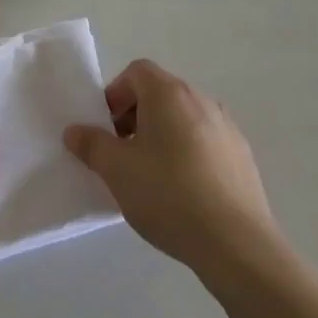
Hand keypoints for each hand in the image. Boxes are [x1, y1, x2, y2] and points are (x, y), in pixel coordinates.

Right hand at [63, 59, 274, 276]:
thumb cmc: (168, 195)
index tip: (107, 128)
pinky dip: (188, 153)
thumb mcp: (116, 171)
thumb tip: (74, 131)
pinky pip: (205, 141)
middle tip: (123, 152)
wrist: (237, 245)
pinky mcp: (243, 156)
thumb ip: (92, 145)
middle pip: (160, 93)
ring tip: (152, 175)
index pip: (136, 72)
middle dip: (136, 116)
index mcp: (168, 93)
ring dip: (162, 135)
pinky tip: (183, 192)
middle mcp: (200, 99)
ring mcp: (227, 127)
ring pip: (184, 118)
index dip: (116, 94)